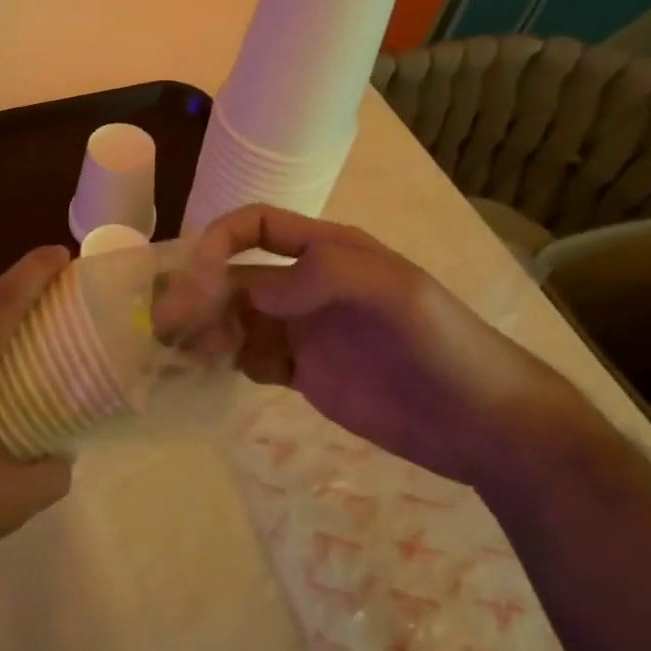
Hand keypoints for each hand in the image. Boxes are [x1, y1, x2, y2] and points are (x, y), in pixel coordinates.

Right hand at [158, 205, 594, 493]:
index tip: (195, 275)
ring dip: (204, 327)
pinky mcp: (300, 373)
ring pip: (233, 317)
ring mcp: (300, 330)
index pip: (255, 227)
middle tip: (167, 323)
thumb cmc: (441, 344)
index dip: (219, 240)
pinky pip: (247, 357)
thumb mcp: (393, 292)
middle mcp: (304, 285)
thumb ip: (322, 277)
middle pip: (234, 275)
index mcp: (325, 250)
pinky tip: (210, 372)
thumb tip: (251, 291)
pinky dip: (223, 360)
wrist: (483, 424)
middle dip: (198, 291)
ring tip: (185, 351)